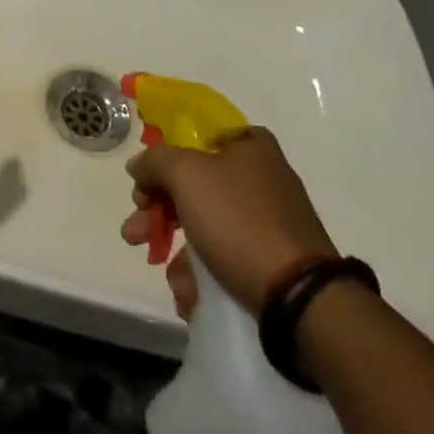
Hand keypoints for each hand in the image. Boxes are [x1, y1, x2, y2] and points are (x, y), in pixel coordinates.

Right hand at [120, 127, 335, 316]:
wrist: (298, 295)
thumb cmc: (238, 220)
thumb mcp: (186, 175)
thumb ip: (155, 161)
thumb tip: (139, 165)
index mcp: (250, 146)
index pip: (198, 137)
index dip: (165, 157)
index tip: (144, 182)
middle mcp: (262, 178)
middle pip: (195, 185)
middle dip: (158, 210)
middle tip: (135, 231)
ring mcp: (269, 221)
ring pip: (207, 225)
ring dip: (176, 248)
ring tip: (162, 272)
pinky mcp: (272, 260)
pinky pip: (226, 257)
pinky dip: (203, 272)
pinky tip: (190, 294)